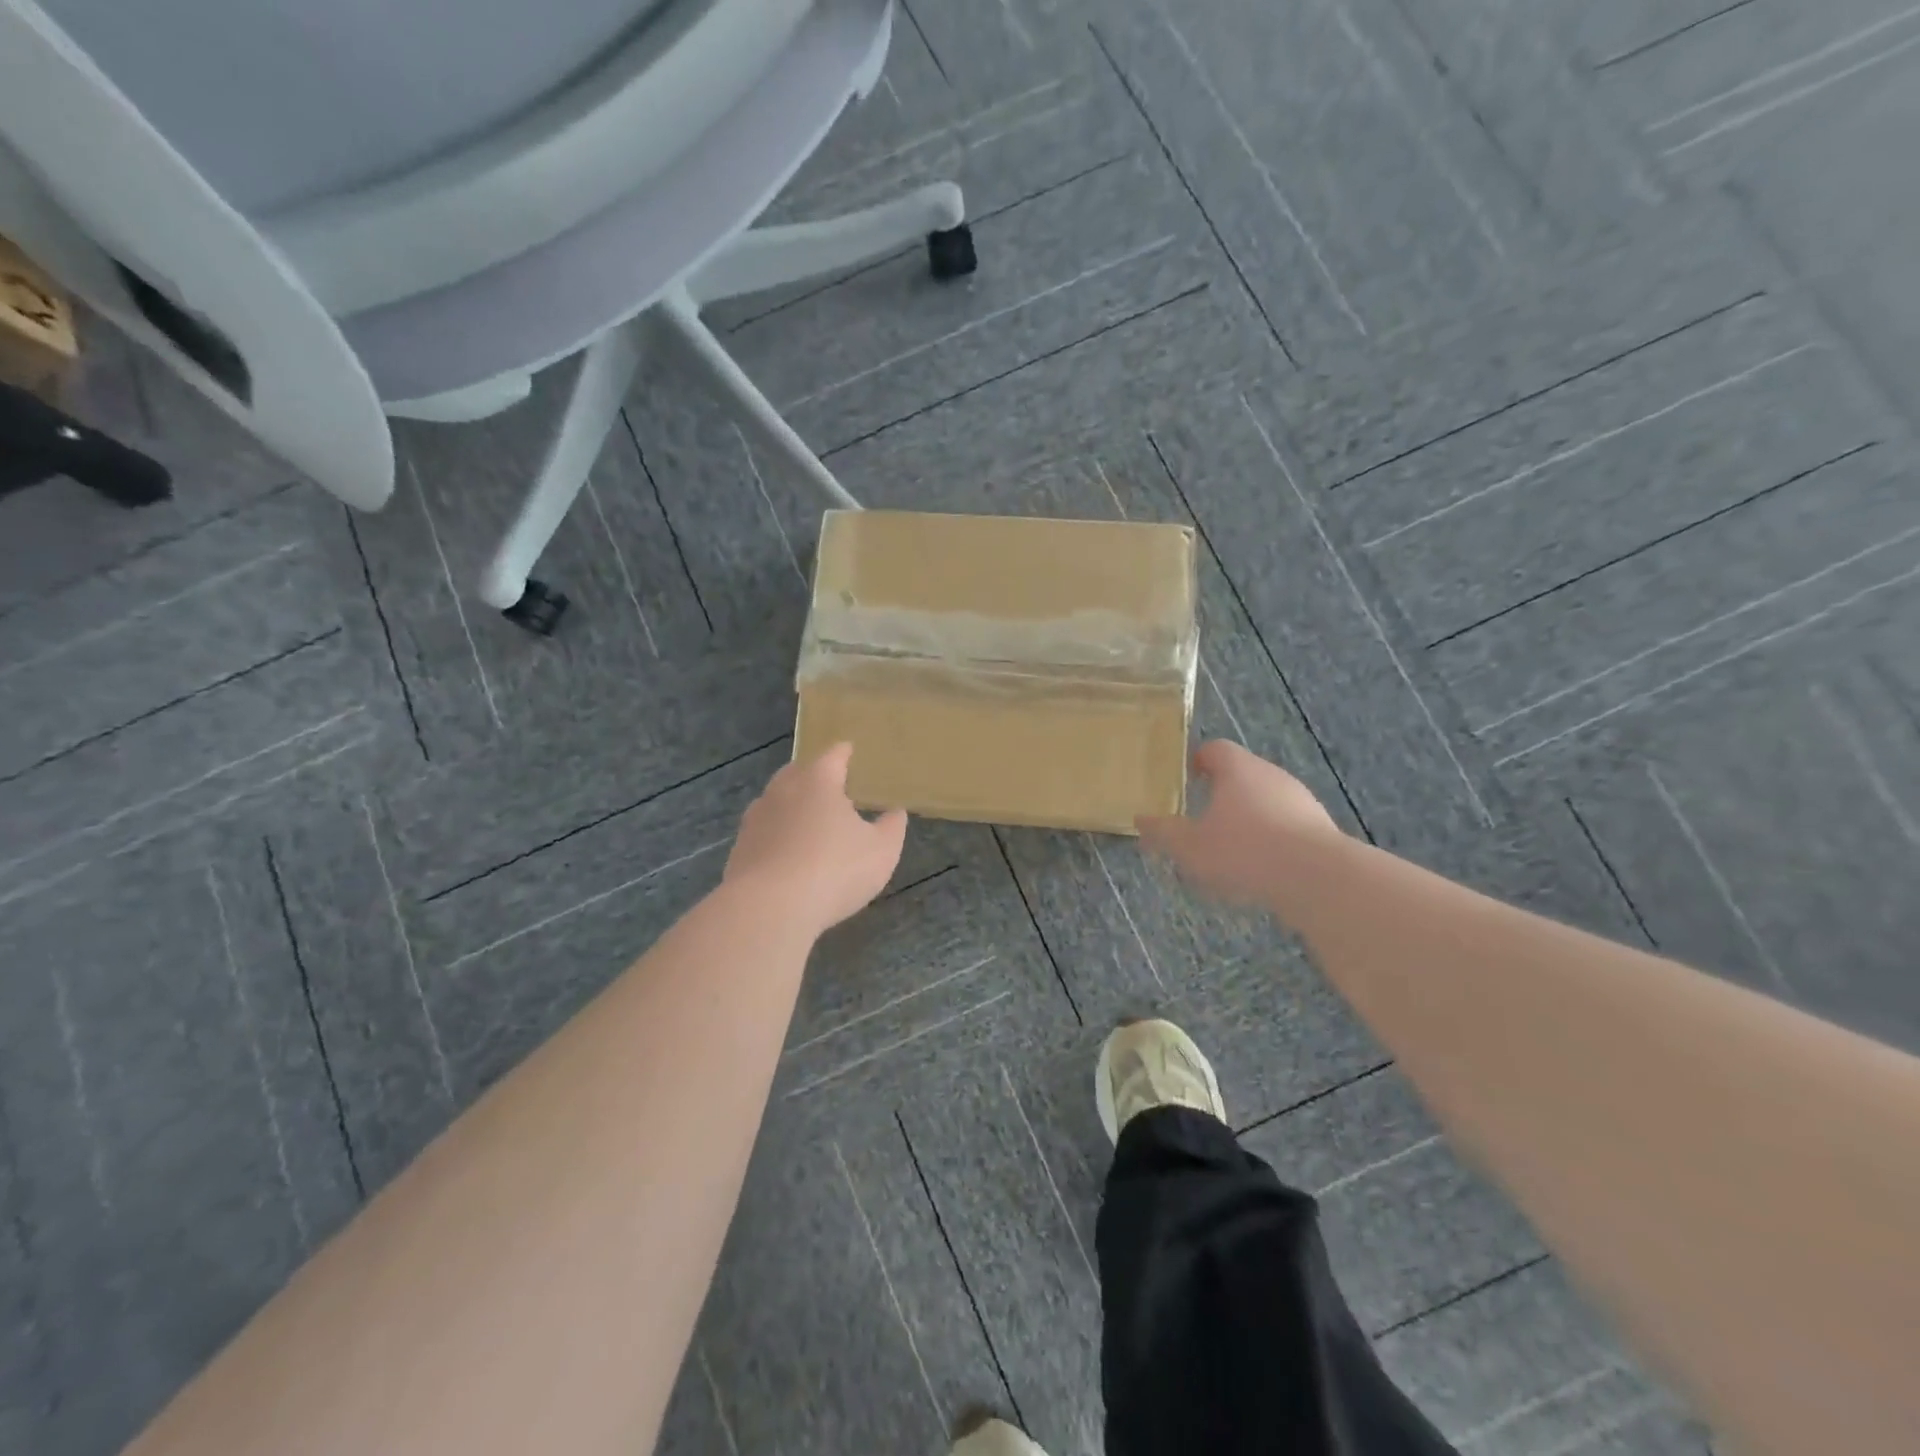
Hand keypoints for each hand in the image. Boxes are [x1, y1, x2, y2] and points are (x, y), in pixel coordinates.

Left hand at [724, 742, 906, 933]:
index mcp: (818, 782)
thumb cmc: (834, 870)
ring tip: (809, 821)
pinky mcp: (739, 850)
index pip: (833, 756)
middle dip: (814, 775)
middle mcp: (782, 791)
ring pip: (776, 801)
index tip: (851, 751)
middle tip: (832, 786)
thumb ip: (892, 827)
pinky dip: (776, 837)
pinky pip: (763, 833)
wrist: (768, 909)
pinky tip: (788, 855)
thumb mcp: (881, 851)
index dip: (845, 752)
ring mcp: (755, 820)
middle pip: (798, 772)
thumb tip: (895, 812)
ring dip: (792, 806)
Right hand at [1137, 740, 1341, 905]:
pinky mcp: (1320, 828)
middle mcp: (1271, 775)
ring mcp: (1301, 801)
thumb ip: (1164, 832)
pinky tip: (1260, 868)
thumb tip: (1141, 820)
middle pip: (1242, 773)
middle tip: (1202, 816)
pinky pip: (1287, 826)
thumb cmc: (1244, 851)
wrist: (1318, 879)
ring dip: (1248, 818)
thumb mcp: (1190, 846)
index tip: (1187, 778)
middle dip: (1222, 792)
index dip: (1198, 760)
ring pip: (1266, 800)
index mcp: (1238, 769)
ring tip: (1230, 848)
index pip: (1215, 749)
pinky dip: (1271, 839)